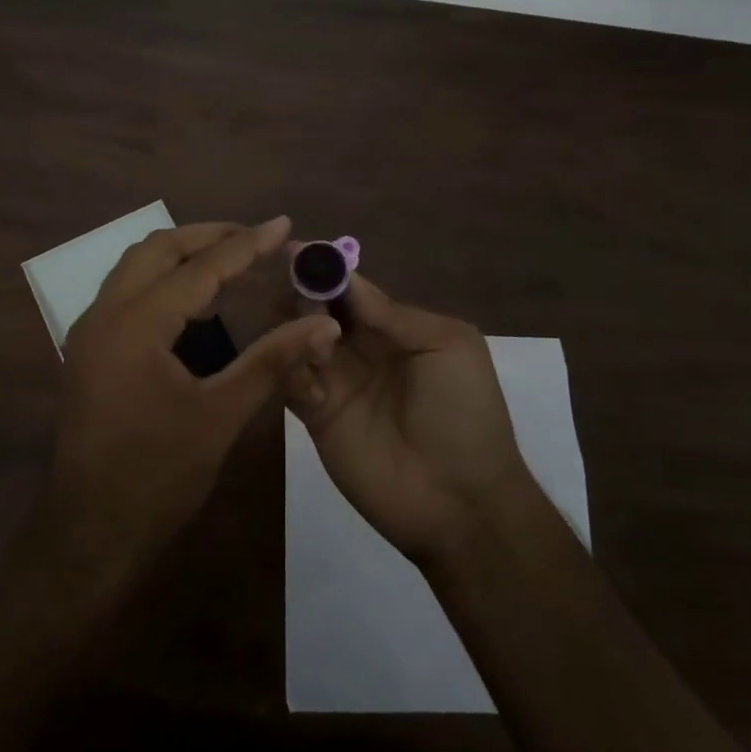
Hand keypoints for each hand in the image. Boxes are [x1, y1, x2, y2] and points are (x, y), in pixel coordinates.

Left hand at [46, 217, 342, 583]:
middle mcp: (104, 315)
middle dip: (207, 236)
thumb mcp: (220, 416)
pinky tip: (193, 301)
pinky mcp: (88, 351)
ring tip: (229, 258)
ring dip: (181, 253)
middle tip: (254, 237)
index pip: (199, 268)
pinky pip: (126, 292)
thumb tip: (322, 323)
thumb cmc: (156, 477)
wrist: (88, 535)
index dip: (245, 245)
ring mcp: (90, 332)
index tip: (283, 223)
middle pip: (157, 249)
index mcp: (135, 325)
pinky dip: (162, 280)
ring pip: (135, 267)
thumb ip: (271, 361)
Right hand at [283, 267, 532, 567]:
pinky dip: (286, 364)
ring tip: (307, 332)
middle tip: (299, 296)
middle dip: (304, 294)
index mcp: (392, 327)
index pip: (349, 288)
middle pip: (316, 308)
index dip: (326, 269)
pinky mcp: (315, 415)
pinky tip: (304, 366)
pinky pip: (289, 379)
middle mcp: (358, 348)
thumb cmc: (464, 412)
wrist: (461, 500)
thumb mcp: (448, 345)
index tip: (297, 251)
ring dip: (292, 326)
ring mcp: (335, 381)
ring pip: (295, 338)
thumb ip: (394, 313)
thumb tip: (345, 276)